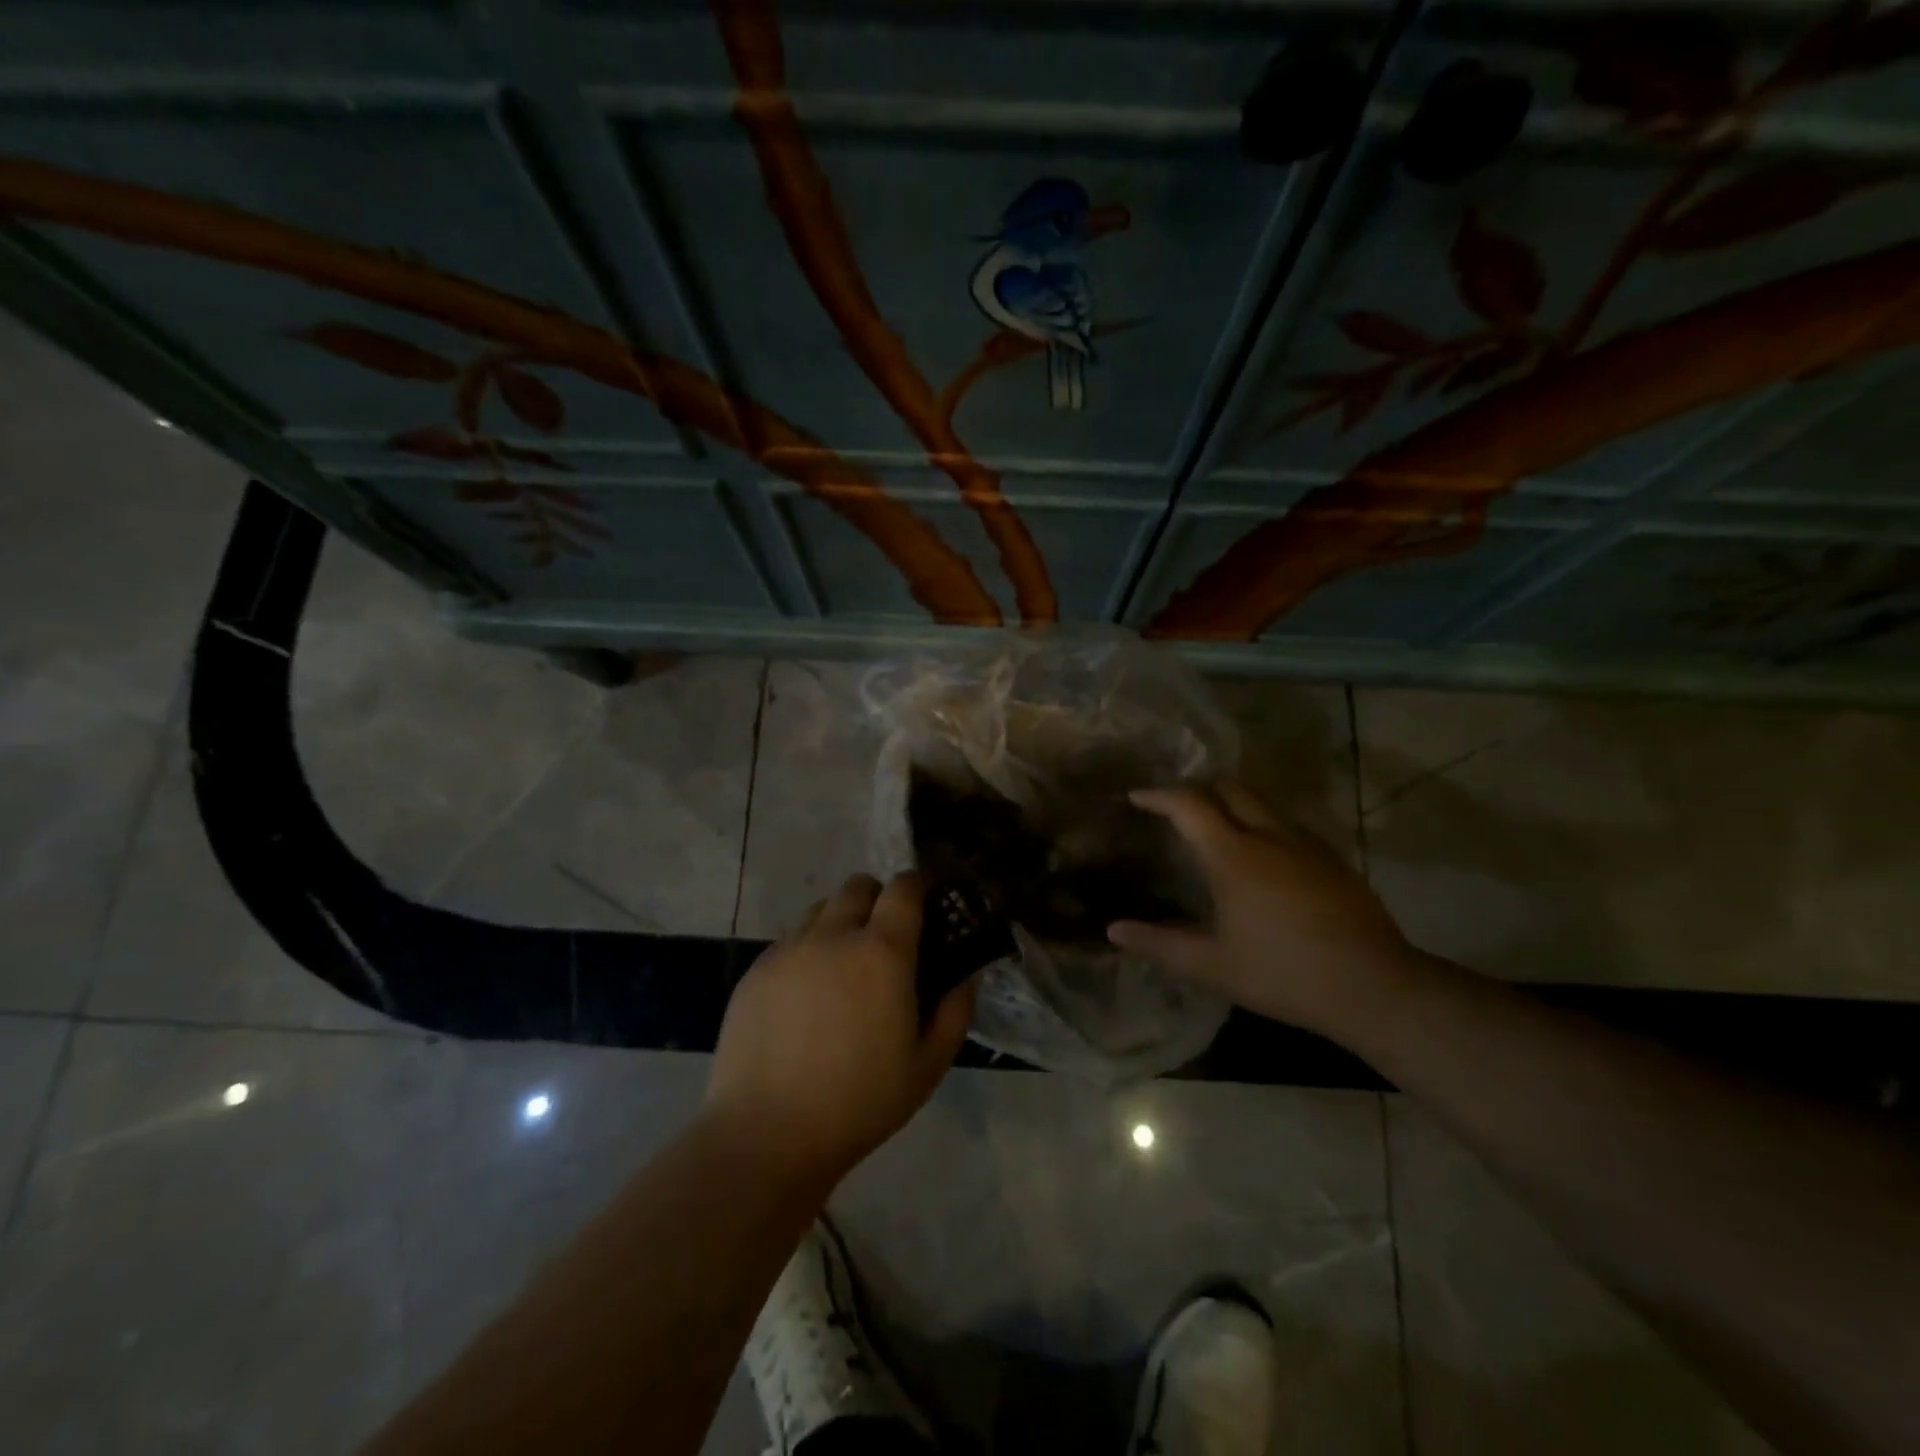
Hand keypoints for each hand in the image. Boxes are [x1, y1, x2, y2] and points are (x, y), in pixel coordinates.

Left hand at [705, 873, 977, 1188]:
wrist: (766, 1134)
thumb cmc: (860, 1103)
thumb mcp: (929, 1065)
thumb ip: (956, 1009)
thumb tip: (968, 972)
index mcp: (882, 951)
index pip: (904, 887)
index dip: (919, 886)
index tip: (927, 904)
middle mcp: (833, 935)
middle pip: (859, 886)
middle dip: (879, 899)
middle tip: (885, 940)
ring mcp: (788, 949)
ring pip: (821, 909)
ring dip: (841, 922)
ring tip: (843, 967)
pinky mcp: (756, 969)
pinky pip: (789, 939)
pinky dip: (808, 949)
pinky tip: (807, 996)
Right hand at [1108, 782, 1415, 1036]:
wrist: (1374, 987)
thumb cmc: (1283, 973)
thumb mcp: (1212, 965)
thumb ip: (1160, 944)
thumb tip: (1114, 930)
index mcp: (1233, 855)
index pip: (1189, 804)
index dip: (1158, 795)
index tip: (1137, 797)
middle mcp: (1269, 835)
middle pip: (1229, 788)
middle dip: (1199, 789)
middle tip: (1177, 810)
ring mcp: (1307, 844)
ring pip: (1263, 803)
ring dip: (1233, 805)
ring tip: (1216, 831)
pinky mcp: (1333, 860)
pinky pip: (1288, 824)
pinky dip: (1263, 825)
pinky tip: (1263, 859)